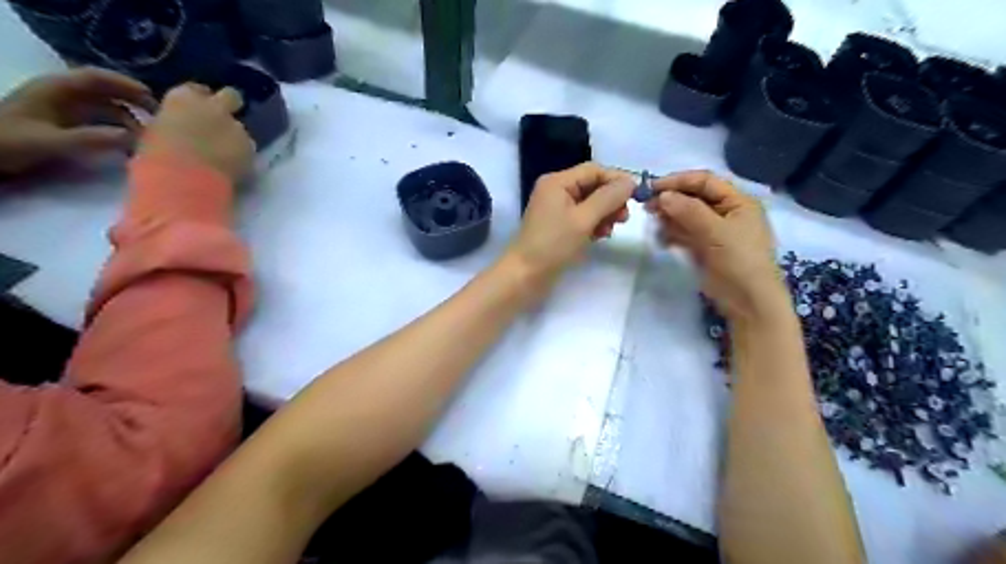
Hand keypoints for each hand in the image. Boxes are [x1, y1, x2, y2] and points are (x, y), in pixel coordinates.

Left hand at [1, 65, 156, 176]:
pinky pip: (102, 122)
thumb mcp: (50, 141)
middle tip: (161, 119)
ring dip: (130, 120)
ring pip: (107, 108)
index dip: (126, 85)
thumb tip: (133, 137)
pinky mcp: (69, 125)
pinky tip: (130, 144)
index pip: (97, 78)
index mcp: (56, 89)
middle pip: (107, 91)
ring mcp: (66, 110)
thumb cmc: (10, 143)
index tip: (153, 99)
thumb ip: (91, 138)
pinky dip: (120, 130)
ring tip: (148, 137)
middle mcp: (64, 95)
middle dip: (134, 102)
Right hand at [136, 84, 255, 180]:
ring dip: (235, 137)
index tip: (196, 112)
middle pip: (230, 97)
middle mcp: (214, 108)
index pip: (196, 90)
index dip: (199, 100)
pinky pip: (248, 149)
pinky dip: (243, 156)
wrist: (185, 179)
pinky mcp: (251, 148)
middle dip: (229, 106)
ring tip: (224, 156)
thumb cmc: (157, 156)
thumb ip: (170, 125)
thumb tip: (173, 129)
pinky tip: (233, 168)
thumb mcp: (153, 132)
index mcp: (183, 98)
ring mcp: (237, 127)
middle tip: (222, 123)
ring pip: (240, 128)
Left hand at [507, 162, 629, 282]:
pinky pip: (582, 217)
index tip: (637, 196)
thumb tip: (630, 182)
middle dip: (611, 200)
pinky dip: (594, 224)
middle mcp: (556, 190)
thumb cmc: (552, 245)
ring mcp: (556, 209)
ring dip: (605, 214)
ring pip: (590, 203)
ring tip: (611, 230)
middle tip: (624, 218)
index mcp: (557, 182)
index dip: (616, 180)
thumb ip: (608, 198)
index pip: (594, 171)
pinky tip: (601, 236)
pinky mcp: (558, 226)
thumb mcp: (583, 219)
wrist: (525, 275)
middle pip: (592, 186)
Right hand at [644, 169, 793, 323]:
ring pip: (687, 216)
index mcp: (738, 201)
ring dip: (669, 216)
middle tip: (647, 206)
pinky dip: (672, 233)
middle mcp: (726, 212)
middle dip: (671, 199)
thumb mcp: (716, 232)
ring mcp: (714, 231)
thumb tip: (663, 195)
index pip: (705, 181)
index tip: (653, 187)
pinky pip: (685, 233)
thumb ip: (689, 211)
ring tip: (652, 221)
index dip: (679, 181)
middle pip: (694, 197)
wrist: (748, 302)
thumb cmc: (739, 261)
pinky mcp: (704, 248)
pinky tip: (661, 237)